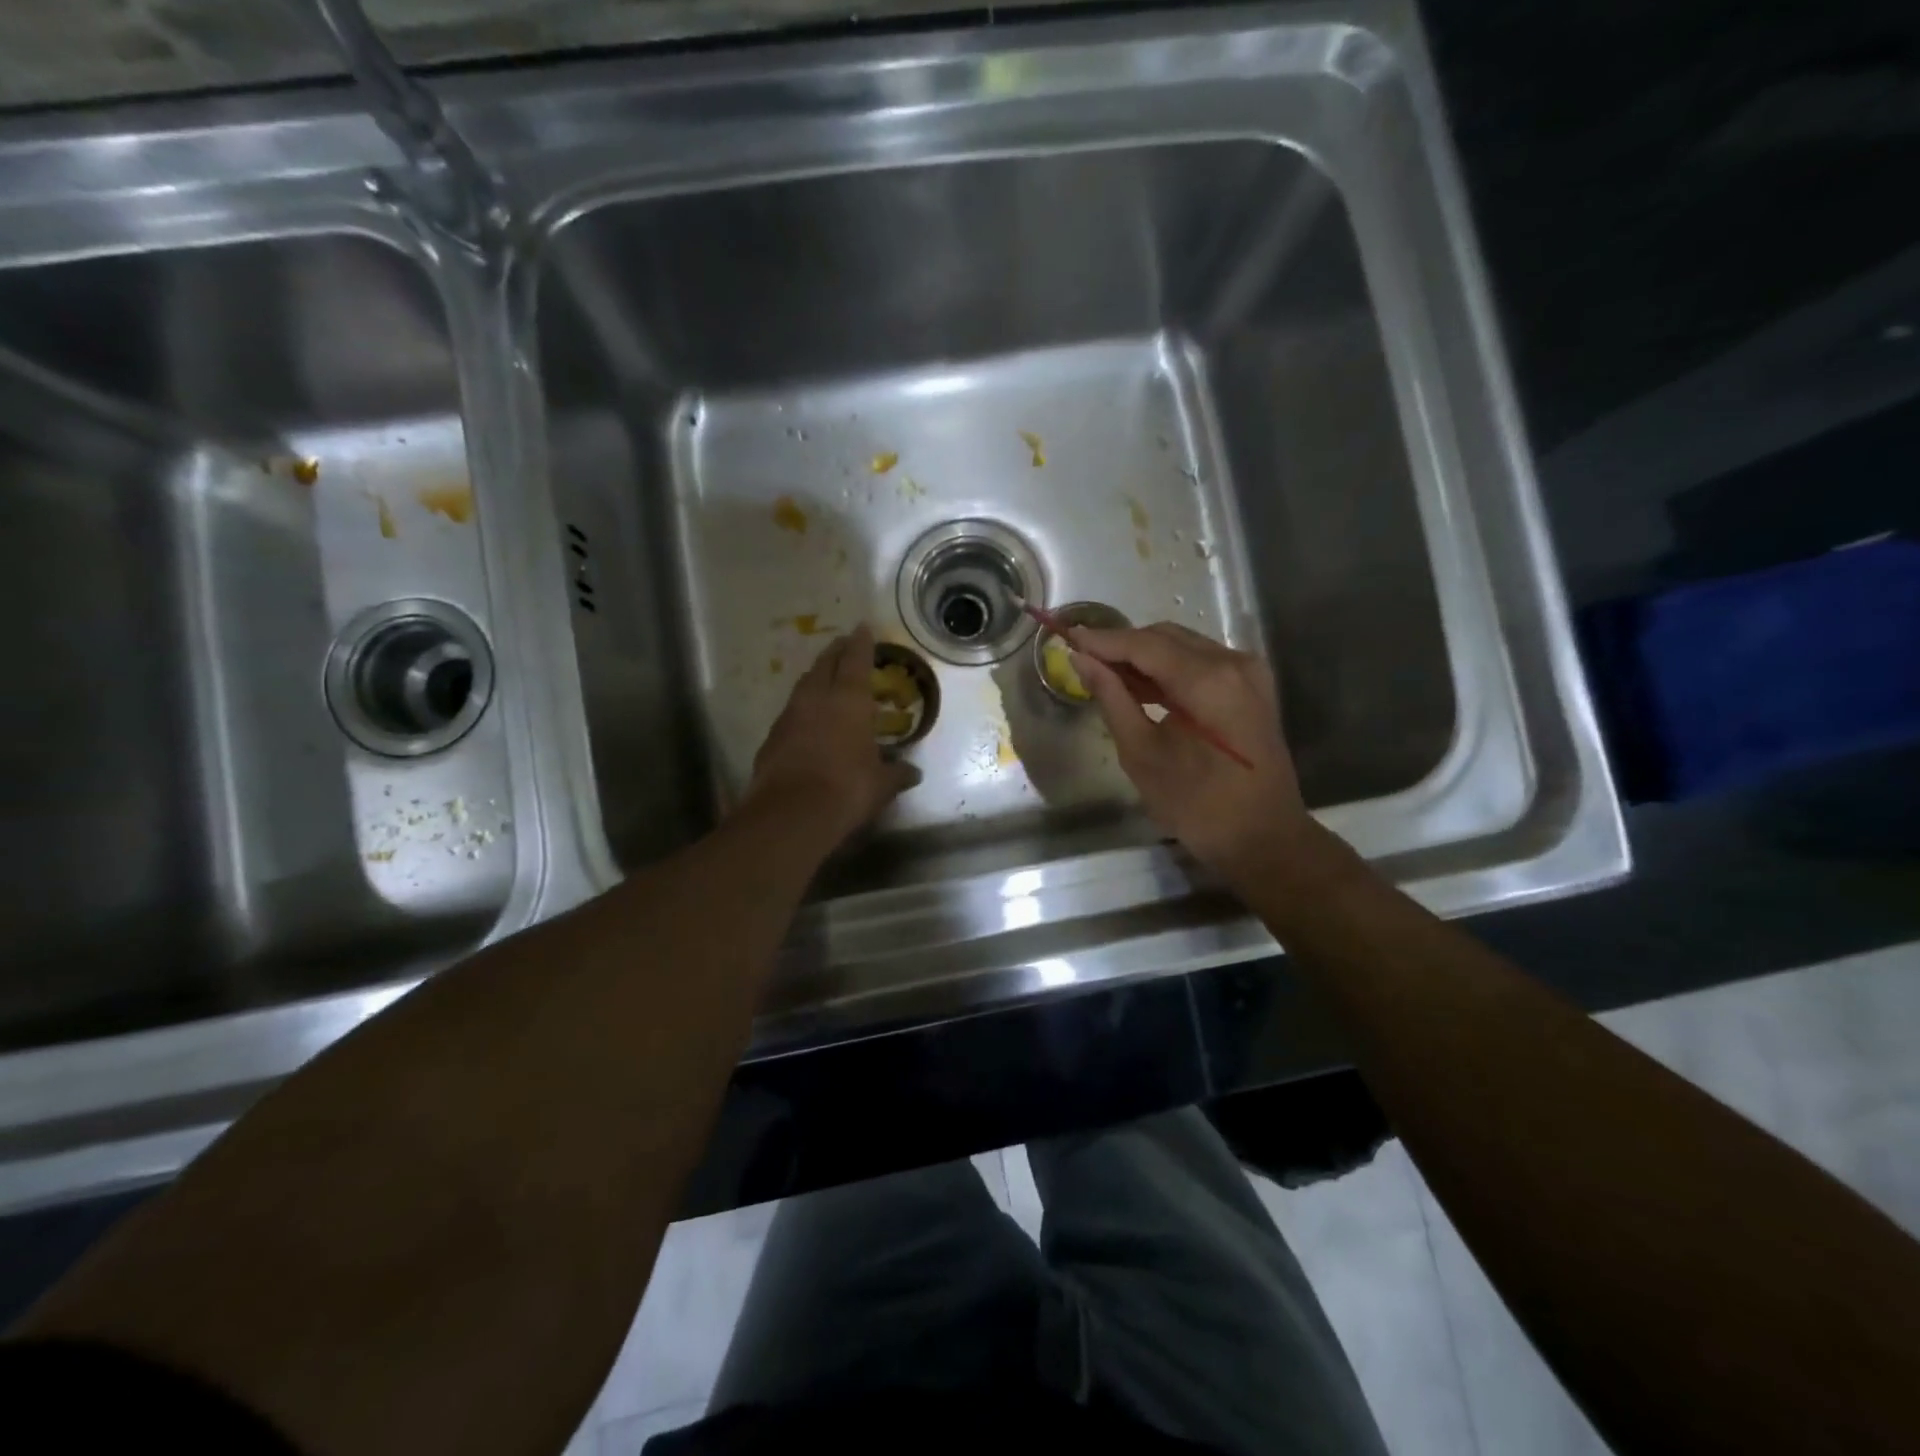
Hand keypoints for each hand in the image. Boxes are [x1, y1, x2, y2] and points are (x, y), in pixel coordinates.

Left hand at [743, 624, 919, 848]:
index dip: (861, 642)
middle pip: (825, 664)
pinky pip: (791, 713)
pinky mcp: (771, 738)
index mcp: (849, 700)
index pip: (855, 660)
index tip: (862, 627)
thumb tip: (913, 773)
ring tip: (826, 680)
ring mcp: (789, 716)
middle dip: (836, 652)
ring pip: (804, 686)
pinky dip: (802, 710)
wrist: (791, 813)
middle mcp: (816, 699)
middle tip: (844, 646)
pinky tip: (808, 722)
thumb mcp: (880, 784)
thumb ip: (897, 774)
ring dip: (816, 678)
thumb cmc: (847, 789)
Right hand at [1071, 622, 1317, 882]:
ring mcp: (1248, 673)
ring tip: (1106, 677)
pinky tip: (1141, 688)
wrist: (1263, 838)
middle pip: (1165, 637)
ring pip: (1183, 646)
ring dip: (1144, 657)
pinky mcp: (1252, 687)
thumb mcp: (1142, 753)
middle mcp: (1232, 663)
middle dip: (1122, 646)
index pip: (1143, 644)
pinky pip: (1201, 662)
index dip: (1102, 640)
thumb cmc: (1197, 805)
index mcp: (1207, 680)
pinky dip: (1169, 669)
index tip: (1067, 639)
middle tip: (1083, 662)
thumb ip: (1111, 698)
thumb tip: (1081, 660)